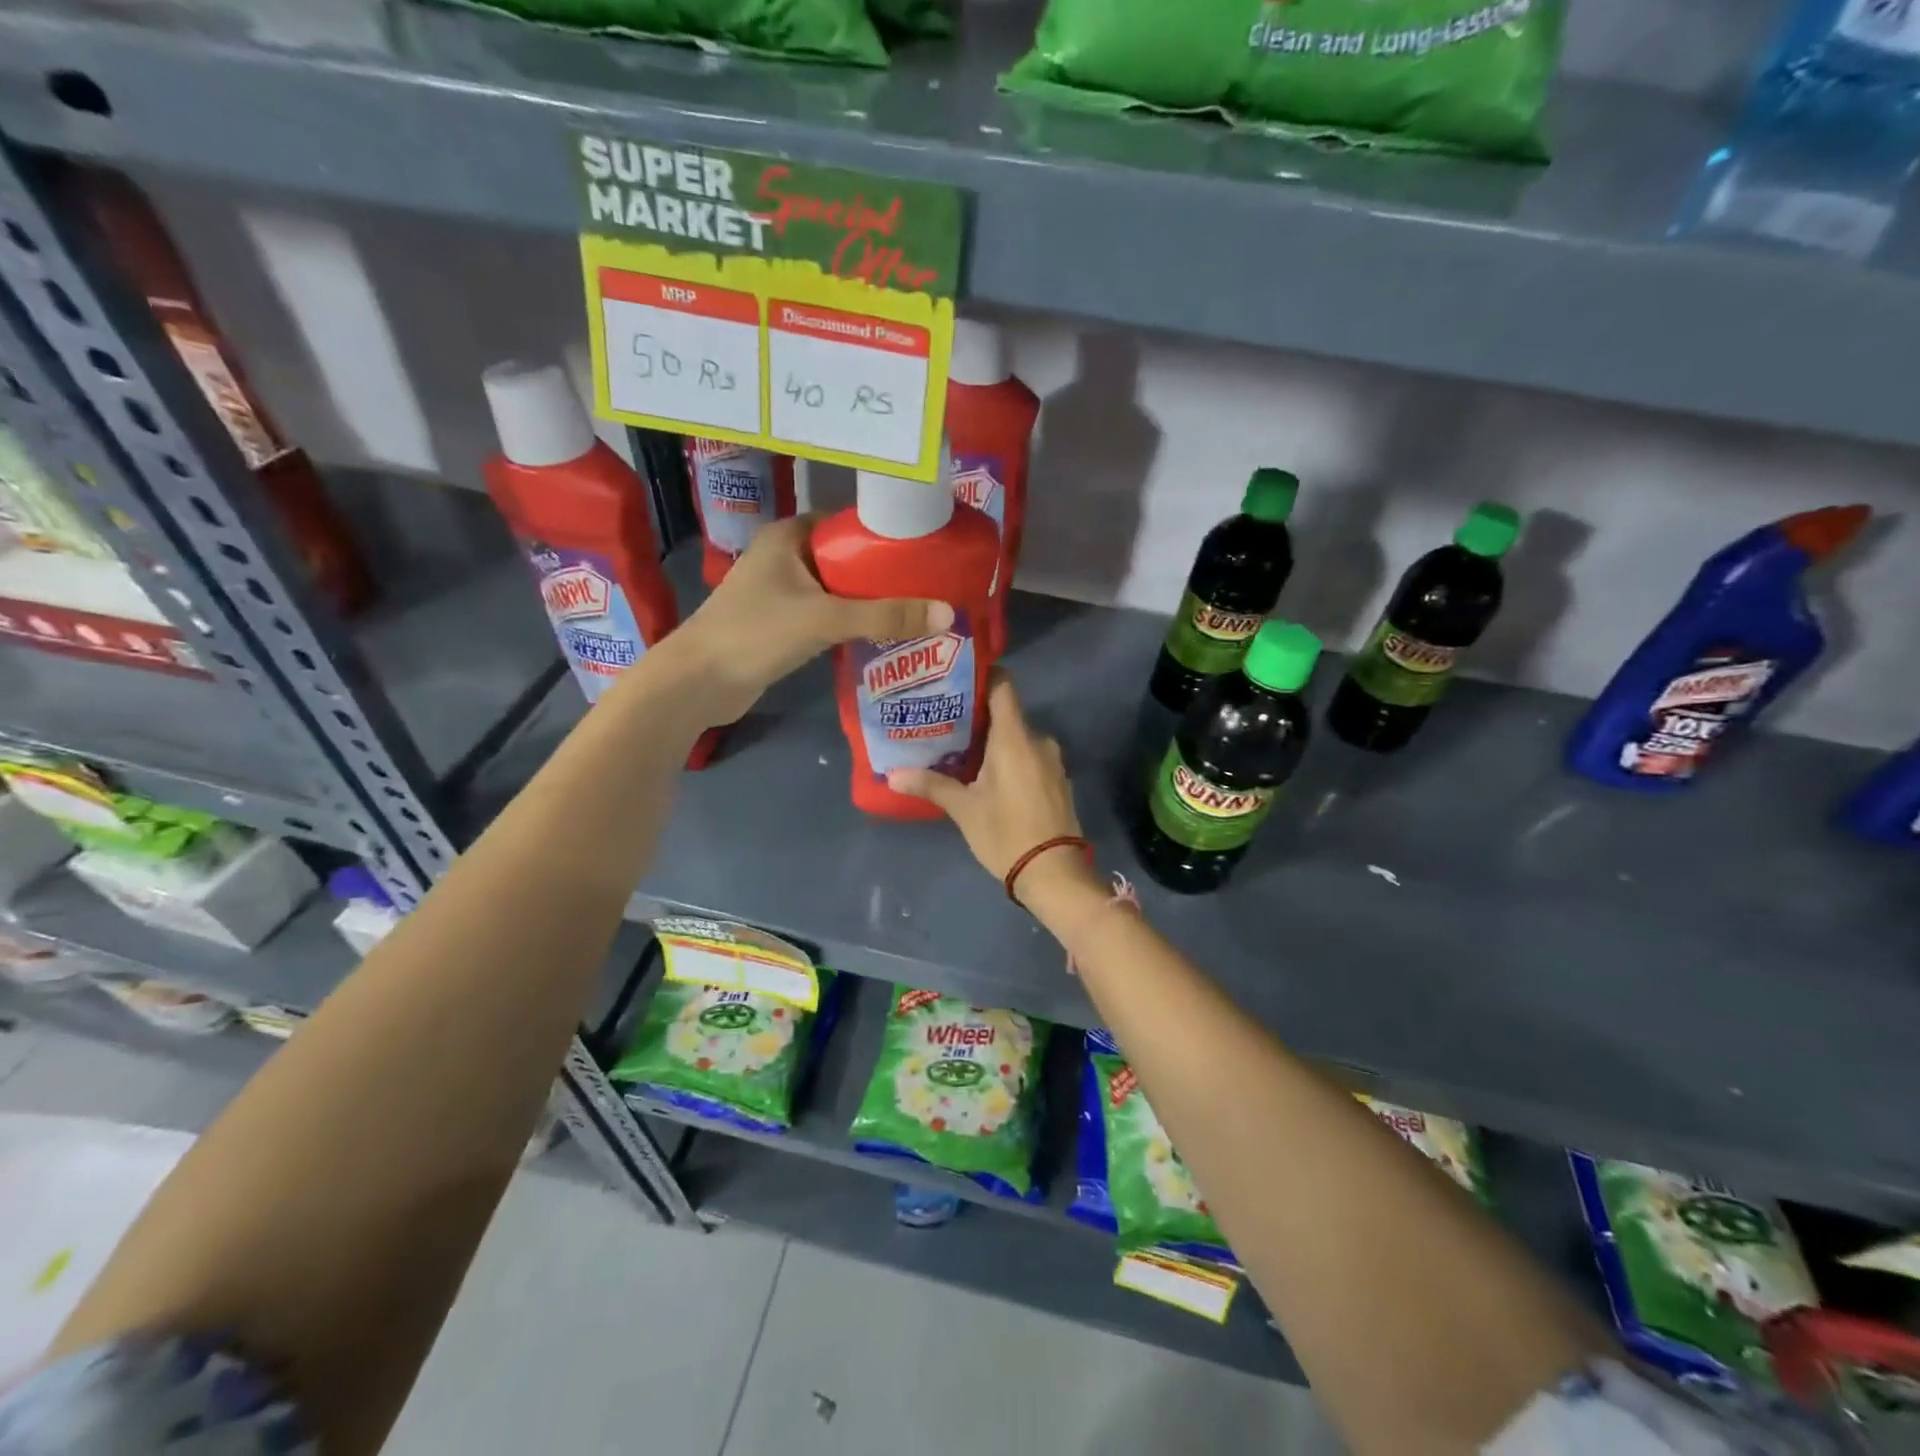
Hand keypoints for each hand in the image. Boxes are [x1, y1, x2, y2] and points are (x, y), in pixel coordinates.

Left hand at [673, 515, 950, 726]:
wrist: (697, 683)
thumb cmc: (755, 634)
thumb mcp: (825, 618)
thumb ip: (885, 616)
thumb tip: (948, 614)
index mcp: (789, 536)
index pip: (847, 523)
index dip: (885, 535)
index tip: (926, 550)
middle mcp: (785, 557)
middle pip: (847, 559)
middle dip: (885, 574)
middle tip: (931, 586)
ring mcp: (781, 593)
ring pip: (838, 591)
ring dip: (871, 603)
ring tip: (919, 611)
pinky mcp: (781, 626)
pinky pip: (828, 617)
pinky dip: (852, 624)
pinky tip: (884, 636)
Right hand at [888, 672, 1099, 907]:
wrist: (1055, 874)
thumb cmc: (1006, 833)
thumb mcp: (964, 809)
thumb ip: (931, 785)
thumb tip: (892, 775)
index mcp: (1014, 737)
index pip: (1003, 686)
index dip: (982, 676)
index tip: (956, 678)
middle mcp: (1038, 740)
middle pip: (1007, 713)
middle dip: (978, 716)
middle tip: (945, 720)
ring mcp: (1052, 760)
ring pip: (1018, 738)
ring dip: (994, 741)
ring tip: (961, 749)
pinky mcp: (1057, 780)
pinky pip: (1030, 756)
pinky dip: (1010, 758)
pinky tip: (988, 775)